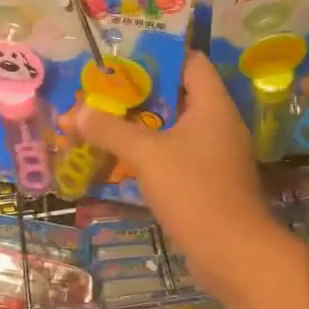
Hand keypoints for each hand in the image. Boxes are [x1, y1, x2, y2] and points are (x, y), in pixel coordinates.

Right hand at [70, 51, 282, 289]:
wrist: (232, 253)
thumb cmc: (194, 191)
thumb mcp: (147, 155)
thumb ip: (111, 130)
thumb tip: (76, 112)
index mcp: (213, 105)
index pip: (190, 62)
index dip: (158, 55)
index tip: (122, 59)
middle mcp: (219, 124)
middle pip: (178, 95)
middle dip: (140, 93)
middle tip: (102, 91)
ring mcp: (216, 155)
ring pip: (175, 128)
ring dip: (142, 125)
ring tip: (104, 121)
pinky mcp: (209, 181)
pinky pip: (176, 155)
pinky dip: (151, 152)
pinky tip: (122, 157)